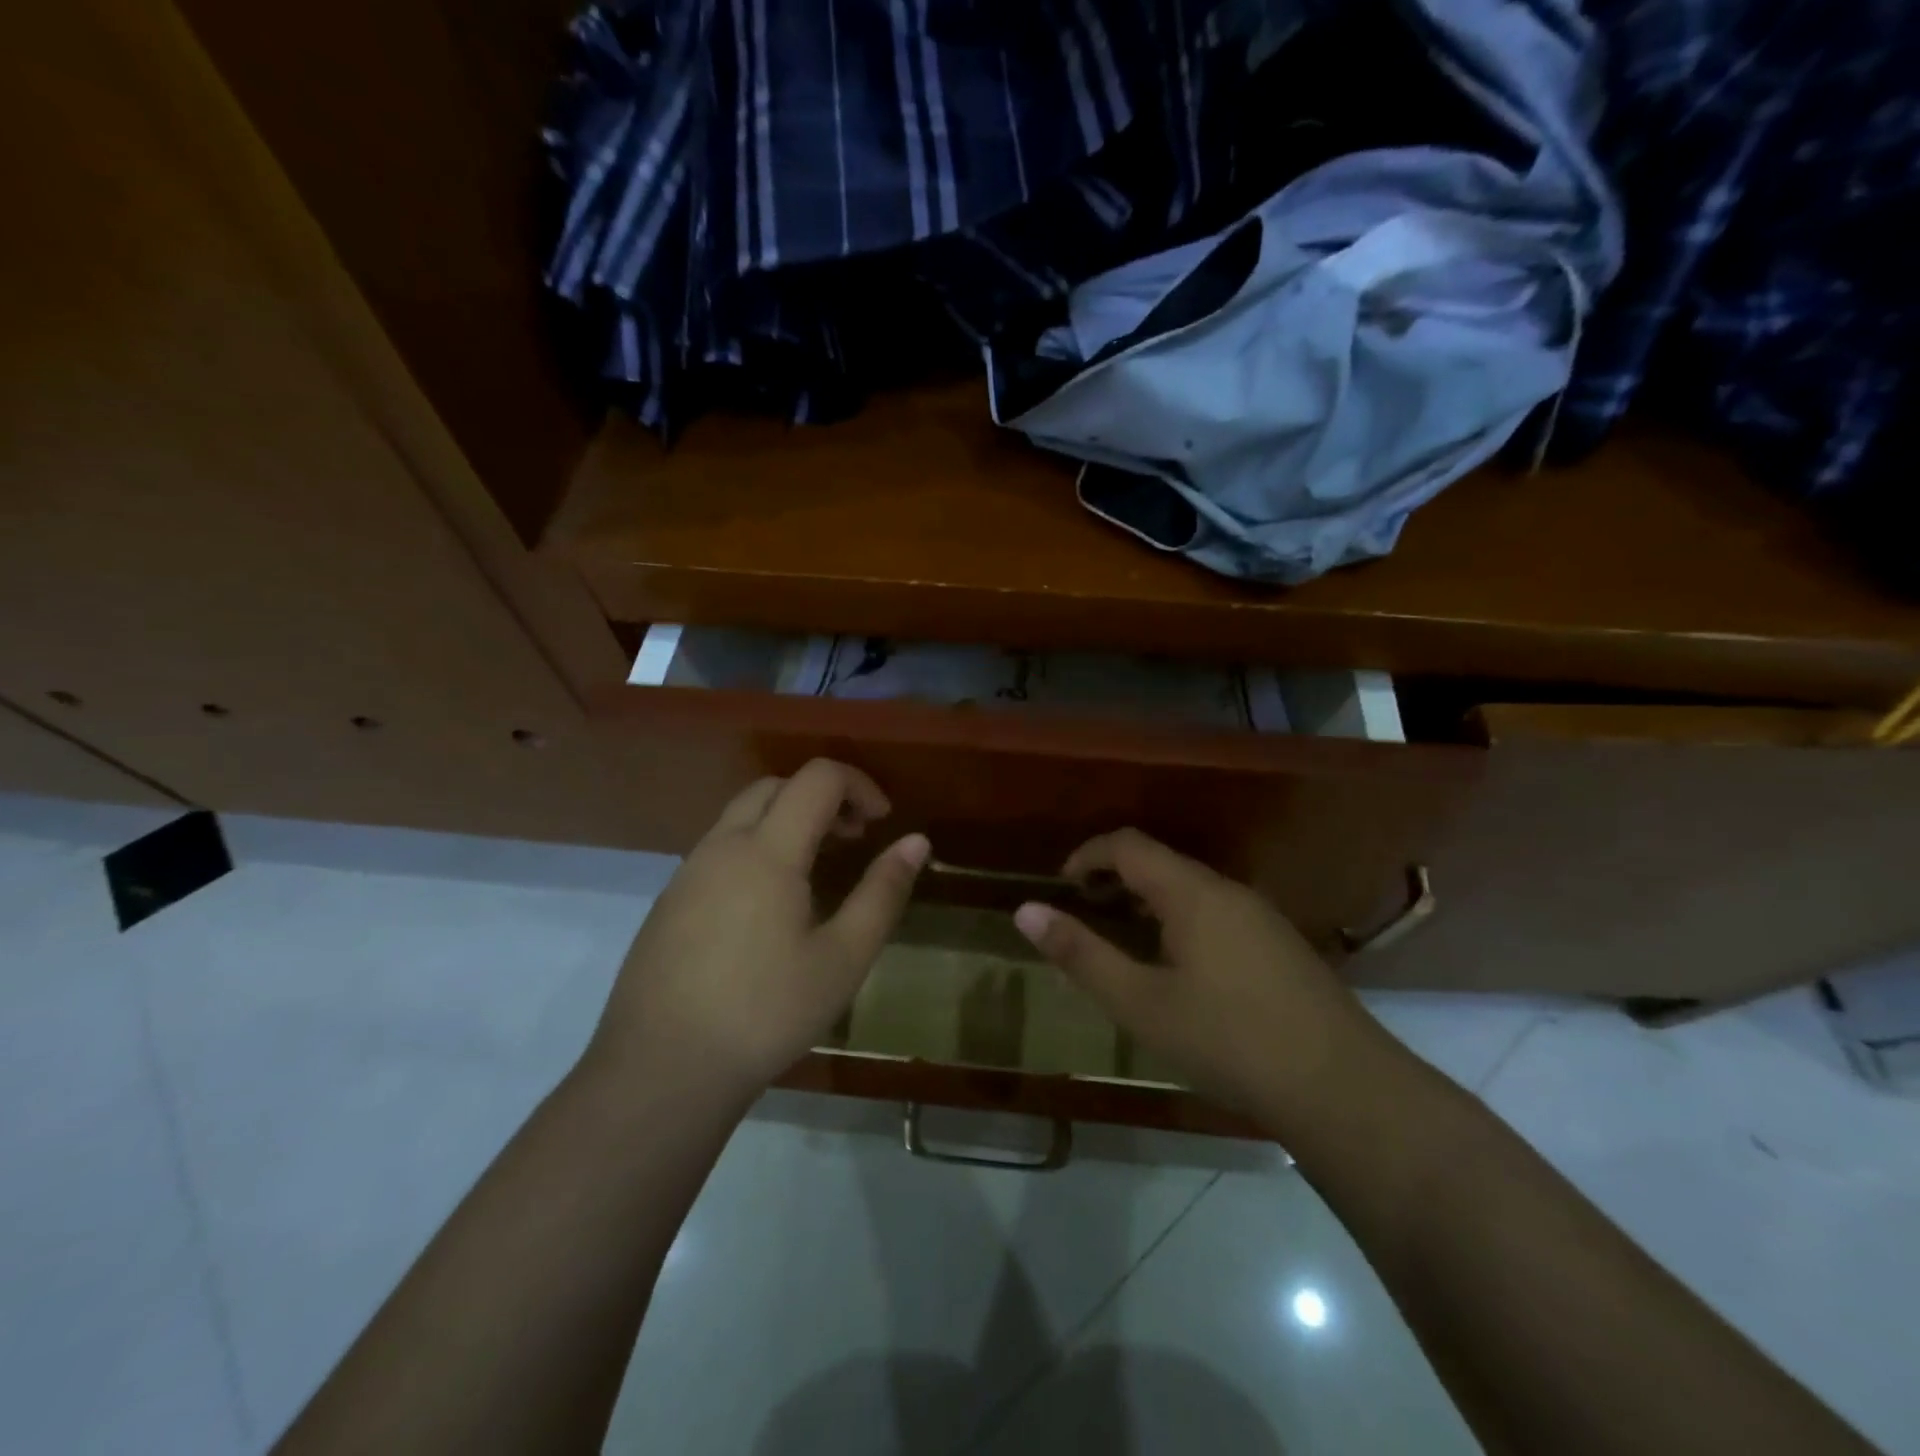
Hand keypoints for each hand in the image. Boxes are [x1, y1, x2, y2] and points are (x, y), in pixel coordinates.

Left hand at [586, 760, 928, 1100]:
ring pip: (742, 815)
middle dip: (822, 797)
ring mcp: (688, 872)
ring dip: (787, 821)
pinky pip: (719, 849)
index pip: (818, 778)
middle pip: (776, 786)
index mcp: (767, 850)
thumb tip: (917, 842)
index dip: (858, 785)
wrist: (661, 1069)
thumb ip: (882, 893)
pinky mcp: (669, 901)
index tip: (881, 822)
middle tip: (852, 839)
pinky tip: (768, 906)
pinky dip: (756, 848)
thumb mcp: (843, 958)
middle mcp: (722, 845)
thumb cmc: (765, 1012)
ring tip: (816, 870)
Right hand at [1013, 829, 1383, 1123]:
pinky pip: (1217, 912)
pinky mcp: (1281, 945)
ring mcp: (1261, 916)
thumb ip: (1080, 954)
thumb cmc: (1228, 1040)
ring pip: (1191, 889)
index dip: (1087, 855)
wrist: (1342, 1088)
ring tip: (1124, 942)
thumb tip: (1025, 911)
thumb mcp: (1140, 1003)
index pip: (1128, 845)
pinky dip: (1180, 920)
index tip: (1060, 886)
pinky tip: (1180, 970)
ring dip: (1148, 901)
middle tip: (1085, 916)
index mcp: (1192, 892)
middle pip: (1161, 863)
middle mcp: (1228, 890)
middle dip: (1115, 879)